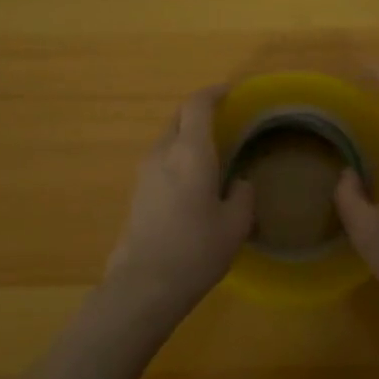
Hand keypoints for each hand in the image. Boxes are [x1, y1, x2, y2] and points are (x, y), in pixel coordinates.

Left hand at [104, 86, 252, 327]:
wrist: (143, 286)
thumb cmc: (196, 250)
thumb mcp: (235, 225)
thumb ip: (243, 195)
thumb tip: (240, 182)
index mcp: (190, 152)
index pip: (197, 105)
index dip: (213, 93)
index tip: (229, 92)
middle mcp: (163, 153)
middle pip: (178, 118)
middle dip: (199, 114)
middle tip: (223, 122)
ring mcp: (144, 173)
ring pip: (167, 140)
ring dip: (186, 138)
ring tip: (210, 155)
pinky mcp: (136, 193)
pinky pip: (160, 162)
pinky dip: (176, 159)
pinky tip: (192, 183)